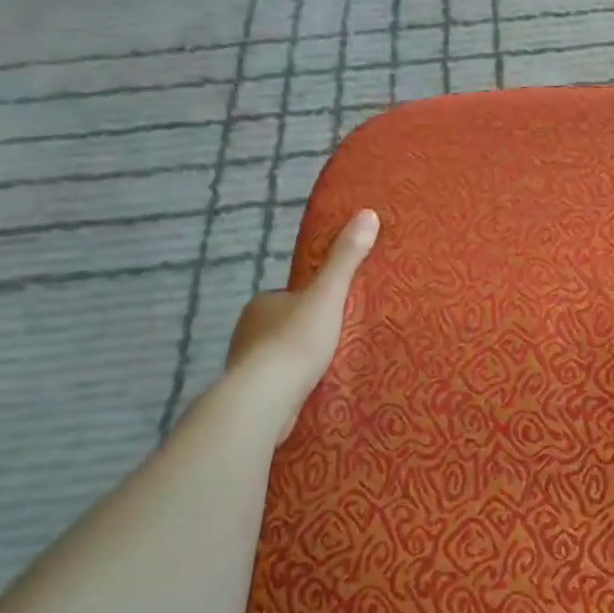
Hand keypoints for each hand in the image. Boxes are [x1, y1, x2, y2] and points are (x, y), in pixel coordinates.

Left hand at [224, 209, 379, 439]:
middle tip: (338, 340)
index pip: (290, 295)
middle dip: (305, 331)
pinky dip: (292, 385)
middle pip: (284, 325)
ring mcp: (245, 365)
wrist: (265, 399)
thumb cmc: (295, 340)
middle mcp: (247, 330)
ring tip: (329, 368)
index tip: (335, 311)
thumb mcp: (328, 294)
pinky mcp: (250, 395)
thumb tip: (367, 213)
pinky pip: (277, 383)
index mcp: (262, 302)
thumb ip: (346, 258)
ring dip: (298, 361)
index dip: (312, 301)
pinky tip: (311, 392)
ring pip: (279, 356)